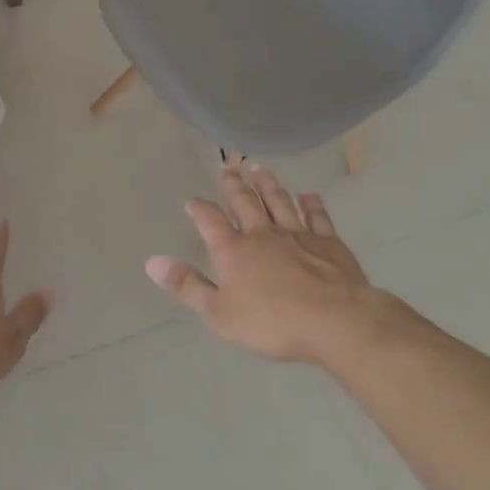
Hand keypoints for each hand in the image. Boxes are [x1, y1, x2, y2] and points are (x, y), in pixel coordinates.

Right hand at [146, 161, 397, 365]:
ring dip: (268, 184)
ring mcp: (298, 235)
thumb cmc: (273, 323)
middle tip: (227, 166)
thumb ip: (187, 286)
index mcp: (233, 250)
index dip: (199, 209)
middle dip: (233, 185)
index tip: (192, 201)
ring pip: (279, 201)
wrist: (337, 322)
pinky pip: (317, 217)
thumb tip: (152, 262)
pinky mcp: (329, 243)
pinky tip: (309, 196)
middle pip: (245, 202)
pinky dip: (312, 205)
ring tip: (259, 168)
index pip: (210, 221)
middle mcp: (262, 234)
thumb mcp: (219, 313)